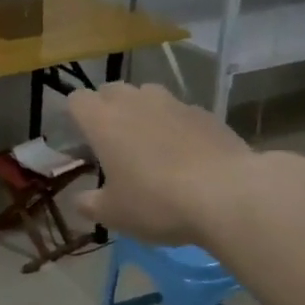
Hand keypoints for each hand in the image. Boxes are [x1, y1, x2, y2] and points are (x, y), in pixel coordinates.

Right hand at [67, 82, 251, 244]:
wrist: (228, 195)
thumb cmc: (157, 202)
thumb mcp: (113, 214)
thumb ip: (90, 204)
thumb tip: (80, 200)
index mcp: (102, 121)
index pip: (77, 100)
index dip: (76, 115)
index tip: (82, 138)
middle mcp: (134, 102)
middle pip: (110, 90)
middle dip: (107, 108)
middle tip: (113, 141)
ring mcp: (172, 103)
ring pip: (147, 94)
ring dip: (142, 110)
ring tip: (150, 141)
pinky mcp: (205, 113)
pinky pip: (180, 110)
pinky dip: (176, 124)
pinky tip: (187, 152)